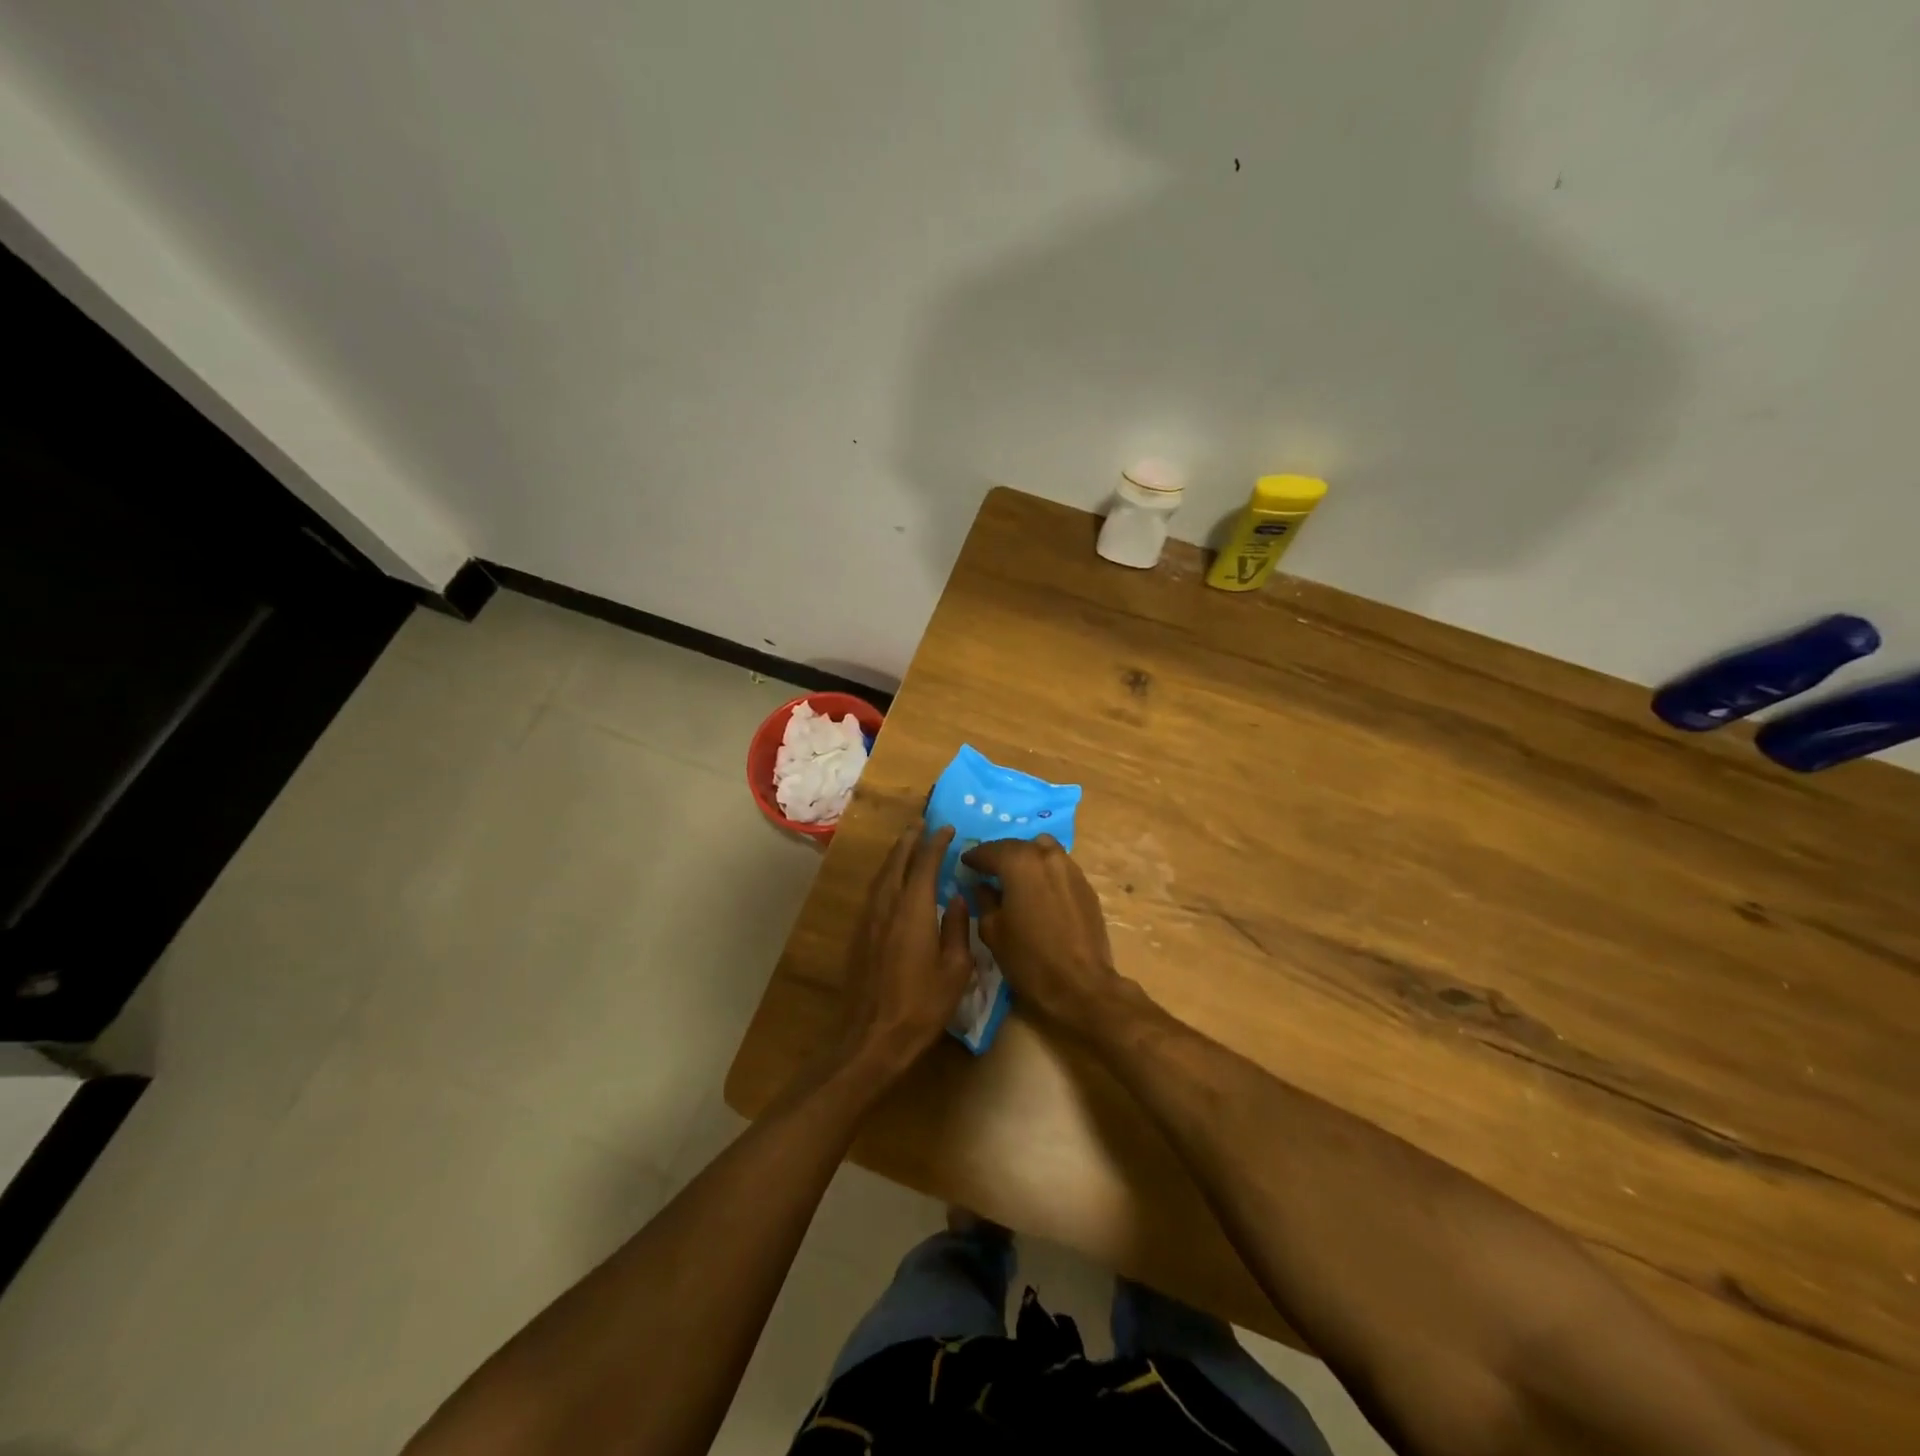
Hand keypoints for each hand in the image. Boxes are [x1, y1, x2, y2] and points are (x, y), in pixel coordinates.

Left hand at [836, 822, 973, 1079]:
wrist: (872, 1037)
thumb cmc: (922, 1005)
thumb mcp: (956, 969)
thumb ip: (958, 928)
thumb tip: (959, 899)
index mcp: (914, 909)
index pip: (925, 863)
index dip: (937, 843)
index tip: (948, 828)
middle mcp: (887, 904)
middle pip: (897, 861)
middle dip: (910, 839)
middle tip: (922, 823)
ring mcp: (869, 919)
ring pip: (882, 874)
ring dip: (896, 855)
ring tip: (908, 843)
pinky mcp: (859, 934)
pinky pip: (874, 891)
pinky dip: (887, 875)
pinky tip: (893, 881)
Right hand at [962, 836, 1119, 1031]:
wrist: (1080, 985)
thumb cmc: (1028, 959)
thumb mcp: (992, 931)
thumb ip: (984, 900)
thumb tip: (983, 886)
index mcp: (1020, 863)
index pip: (990, 850)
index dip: (974, 857)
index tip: (965, 863)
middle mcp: (1047, 856)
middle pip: (1018, 846)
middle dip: (1000, 855)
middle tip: (987, 870)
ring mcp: (1071, 868)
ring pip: (1043, 850)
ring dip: (1026, 858)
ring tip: (1015, 877)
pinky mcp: (1086, 885)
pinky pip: (1059, 866)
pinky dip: (1045, 871)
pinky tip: (1039, 890)